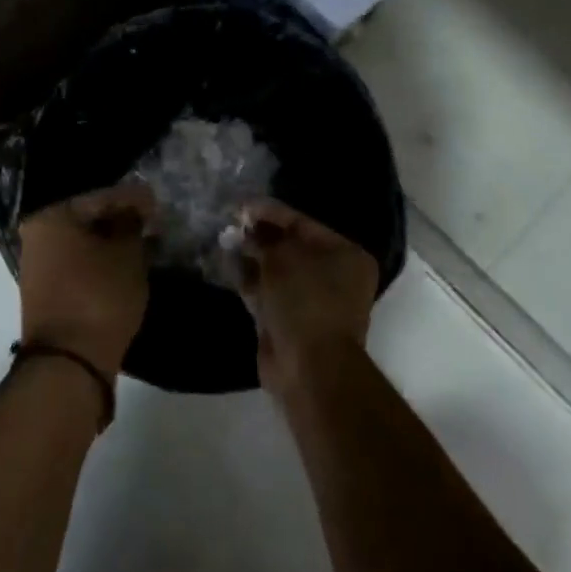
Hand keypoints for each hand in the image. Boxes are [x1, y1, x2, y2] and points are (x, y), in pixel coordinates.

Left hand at [17, 182, 155, 377]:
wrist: (69, 363)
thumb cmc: (99, 296)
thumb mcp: (127, 255)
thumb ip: (131, 225)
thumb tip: (133, 214)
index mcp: (51, 217)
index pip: (100, 197)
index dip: (133, 198)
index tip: (157, 201)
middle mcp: (37, 236)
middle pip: (87, 219)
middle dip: (120, 220)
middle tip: (151, 222)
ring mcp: (38, 266)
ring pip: (82, 244)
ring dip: (111, 242)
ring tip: (142, 243)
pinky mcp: (46, 292)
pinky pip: (78, 265)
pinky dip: (100, 262)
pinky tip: (123, 264)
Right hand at [236, 198, 378, 400]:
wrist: (309, 367)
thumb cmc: (305, 300)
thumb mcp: (283, 257)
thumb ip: (264, 239)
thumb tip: (248, 230)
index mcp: (345, 255)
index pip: (303, 224)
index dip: (271, 212)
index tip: (242, 205)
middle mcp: (333, 275)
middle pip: (290, 246)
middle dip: (260, 235)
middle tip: (231, 222)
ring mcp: (311, 301)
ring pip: (276, 270)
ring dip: (252, 256)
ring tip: (224, 238)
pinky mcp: (290, 321)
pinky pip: (267, 292)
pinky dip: (249, 279)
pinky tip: (227, 263)